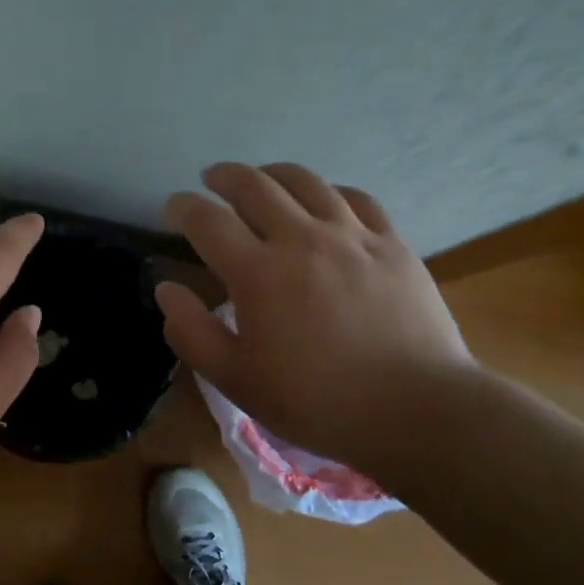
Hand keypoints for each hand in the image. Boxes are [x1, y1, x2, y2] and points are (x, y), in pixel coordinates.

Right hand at [155, 162, 477, 481]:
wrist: (416, 411)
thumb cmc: (317, 402)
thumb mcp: (237, 380)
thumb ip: (192, 332)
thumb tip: (167, 288)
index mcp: (258, 273)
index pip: (207, 220)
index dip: (183, 207)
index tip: (174, 209)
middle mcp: (301, 239)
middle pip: (253, 185)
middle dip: (224, 176)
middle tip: (211, 180)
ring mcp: (351, 236)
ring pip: (305, 181)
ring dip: (273, 173)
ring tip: (262, 178)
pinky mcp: (391, 244)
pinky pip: (356, 198)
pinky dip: (329, 190)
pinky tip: (324, 200)